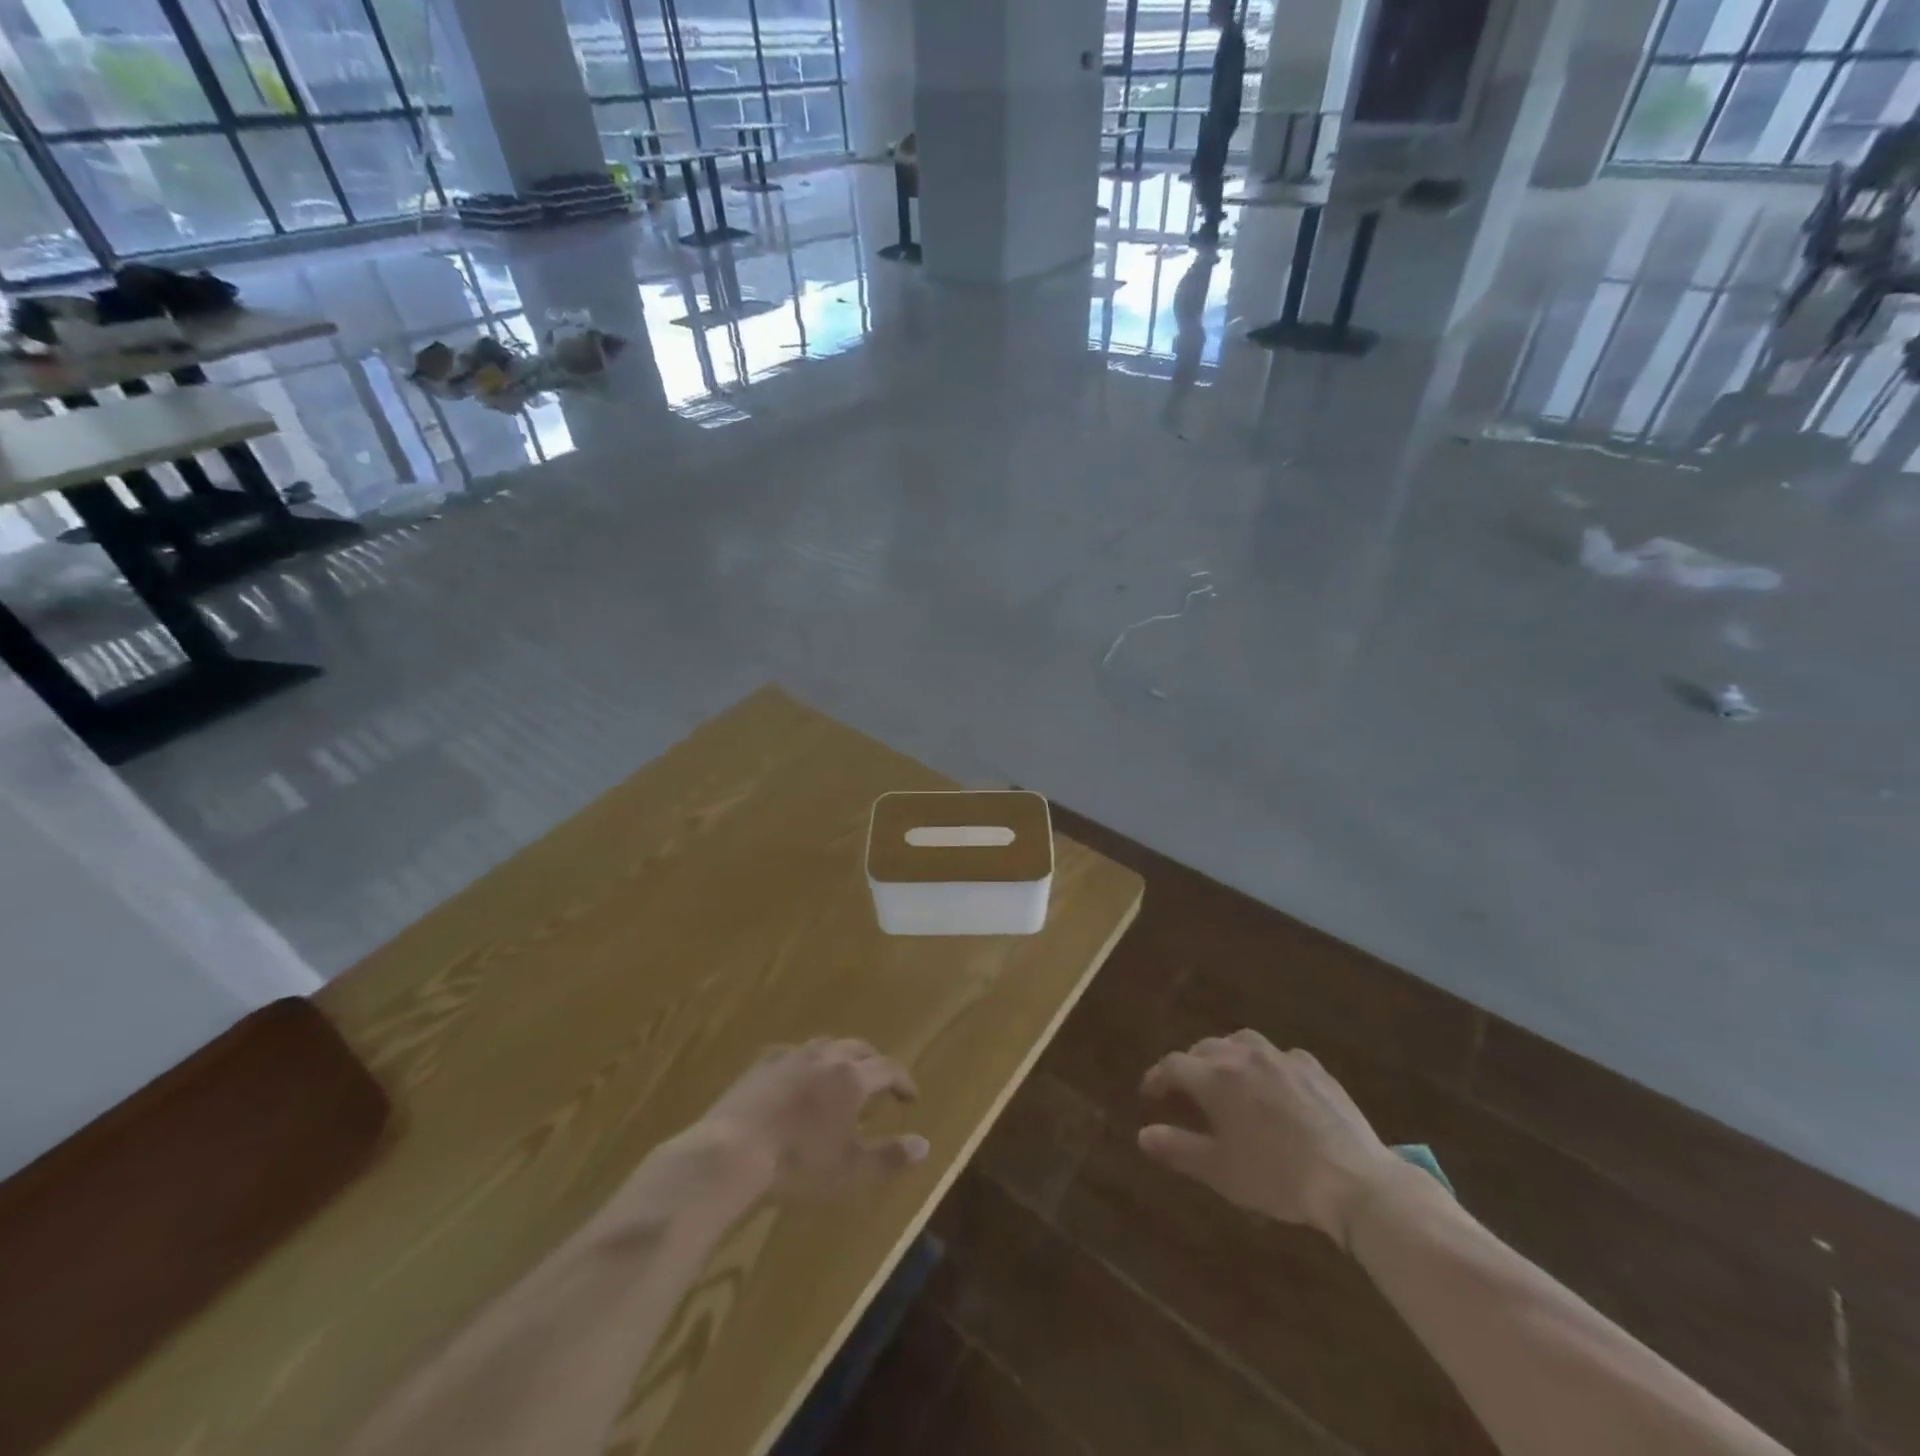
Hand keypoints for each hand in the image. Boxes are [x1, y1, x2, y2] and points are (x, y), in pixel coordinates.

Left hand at [696, 1038, 929, 1199]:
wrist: (730, 1155)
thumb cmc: (797, 1165)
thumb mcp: (851, 1171)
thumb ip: (890, 1157)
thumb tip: (924, 1145)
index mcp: (851, 1078)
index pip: (889, 1068)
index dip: (904, 1081)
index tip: (911, 1098)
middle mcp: (825, 1057)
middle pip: (859, 1048)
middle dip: (874, 1063)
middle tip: (880, 1084)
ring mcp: (791, 1056)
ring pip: (826, 1046)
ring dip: (841, 1058)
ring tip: (841, 1078)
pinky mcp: (761, 1064)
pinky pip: (794, 1054)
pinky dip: (807, 1064)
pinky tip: (799, 1080)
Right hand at [1138, 1030, 1398, 1242]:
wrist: (1352, 1179)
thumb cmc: (1277, 1177)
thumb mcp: (1220, 1171)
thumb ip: (1178, 1148)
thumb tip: (1143, 1134)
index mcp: (1215, 1077)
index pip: (1172, 1066)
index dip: (1156, 1078)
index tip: (1150, 1096)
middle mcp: (1243, 1055)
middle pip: (1204, 1048)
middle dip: (1189, 1065)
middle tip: (1186, 1091)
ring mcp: (1281, 1058)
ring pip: (1241, 1042)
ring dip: (1225, 1055)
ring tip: (1226, 1077)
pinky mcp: (1313, 1068)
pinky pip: (1279, 1056)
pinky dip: (1266, 1065)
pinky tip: (1274, 1085)